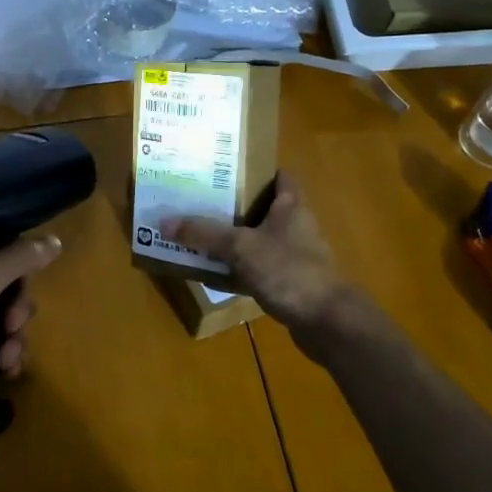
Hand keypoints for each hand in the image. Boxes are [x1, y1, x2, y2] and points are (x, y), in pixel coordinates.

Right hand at [163, 172, 349, 331]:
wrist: (327, 322)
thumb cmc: (289, 271)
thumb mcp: (241, 247)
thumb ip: (204, 234)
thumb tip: (164, 221)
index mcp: (291, 206)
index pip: (278, 176)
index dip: (255, 170)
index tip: (224, 169)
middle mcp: (295, 227)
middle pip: (263, 208)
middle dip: (233, 205)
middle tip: (199, 200)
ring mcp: (294, 257)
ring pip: (258, 240)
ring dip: (233, 240)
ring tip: (200, 234)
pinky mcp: (289, 284)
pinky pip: (257, 269)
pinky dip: (238, 270)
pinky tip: (214, 274)